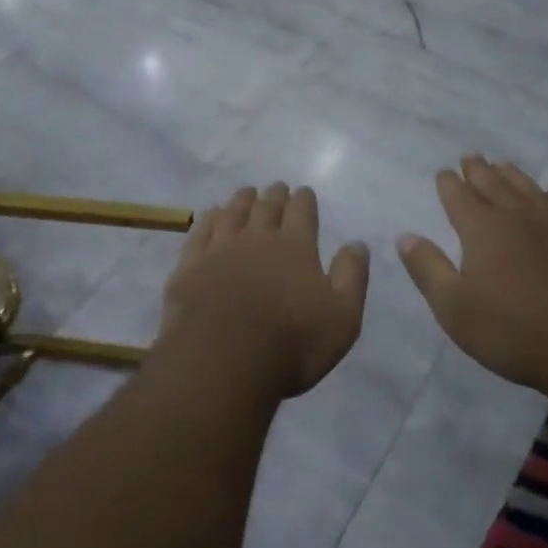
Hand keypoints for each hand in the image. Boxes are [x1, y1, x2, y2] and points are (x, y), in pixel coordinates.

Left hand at [154, 183, 370, 402]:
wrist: (222, 360)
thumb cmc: (291, 343)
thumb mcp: (342, 316)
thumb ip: (351, 276)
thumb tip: (357, 243)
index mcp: (295, 247)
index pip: (302, 213)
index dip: (304, 200)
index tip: (304, 191)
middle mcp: (257, 239)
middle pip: (266, 208)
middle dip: (274, 195)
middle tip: (277, 187)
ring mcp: (219, 250)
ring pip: (232, 214)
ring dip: (242, 200)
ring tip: (246, 192)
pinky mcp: (190, 267)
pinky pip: (200, 232)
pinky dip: (209, 219)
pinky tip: (211, 215)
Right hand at [397, 156, 547, 393]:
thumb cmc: (513, 330)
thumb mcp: (454, 307)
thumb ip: (428, 269)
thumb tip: (406, 236)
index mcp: (483, 229)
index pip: (459, 197)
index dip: (448, 184)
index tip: (443, 173)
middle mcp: (520, 216)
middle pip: (494, 185)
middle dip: (479, 171)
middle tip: (470, 158)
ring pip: (531, 190)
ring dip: (514, 176)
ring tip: (504, 166)